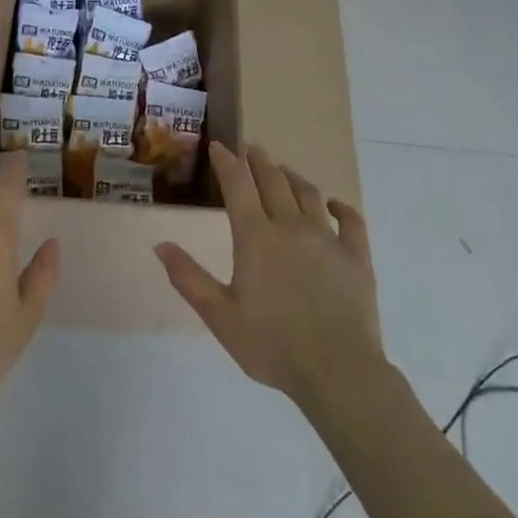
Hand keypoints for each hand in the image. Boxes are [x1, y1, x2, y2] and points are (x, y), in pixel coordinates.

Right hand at [156, 142, 384, 412]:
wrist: (338, 372)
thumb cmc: (272, 345)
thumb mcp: (220, 316)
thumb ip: (188, 278)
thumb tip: (160, 244)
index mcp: (256, 238)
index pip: (238, 185)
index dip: (227, 162)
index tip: (219, 145)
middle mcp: (291, 227)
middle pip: (273, 180)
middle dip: (258, 160)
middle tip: (249, 147)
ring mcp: (328, 239)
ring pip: (308, 193)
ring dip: (292, 176)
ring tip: (282, 170)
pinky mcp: (357, 256)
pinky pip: (350, 220)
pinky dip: (340, 207)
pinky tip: (334, 204)